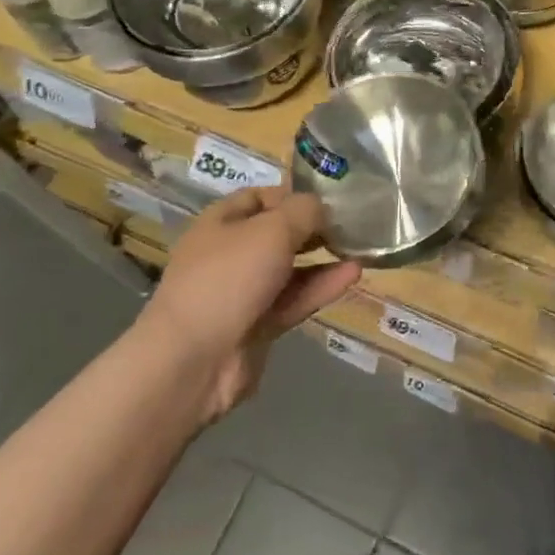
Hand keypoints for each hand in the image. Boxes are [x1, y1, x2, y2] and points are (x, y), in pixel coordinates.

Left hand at [143, 188, 360, 423]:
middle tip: (351, 223)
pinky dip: (322, 286)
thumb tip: (323, 209)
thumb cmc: (229, 278)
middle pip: (277, 233)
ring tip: (360, 248)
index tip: (330, 198)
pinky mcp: (259, 325)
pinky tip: (353, 274)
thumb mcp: (272, 230)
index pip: (260, 197)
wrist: (194, 360)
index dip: (293, 195)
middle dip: (313, 228)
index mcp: (221, 222)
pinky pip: (295, 299)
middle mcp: (230, 254)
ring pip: (290, 269)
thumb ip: (304, 212)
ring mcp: (244, 292)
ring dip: (323, 258)